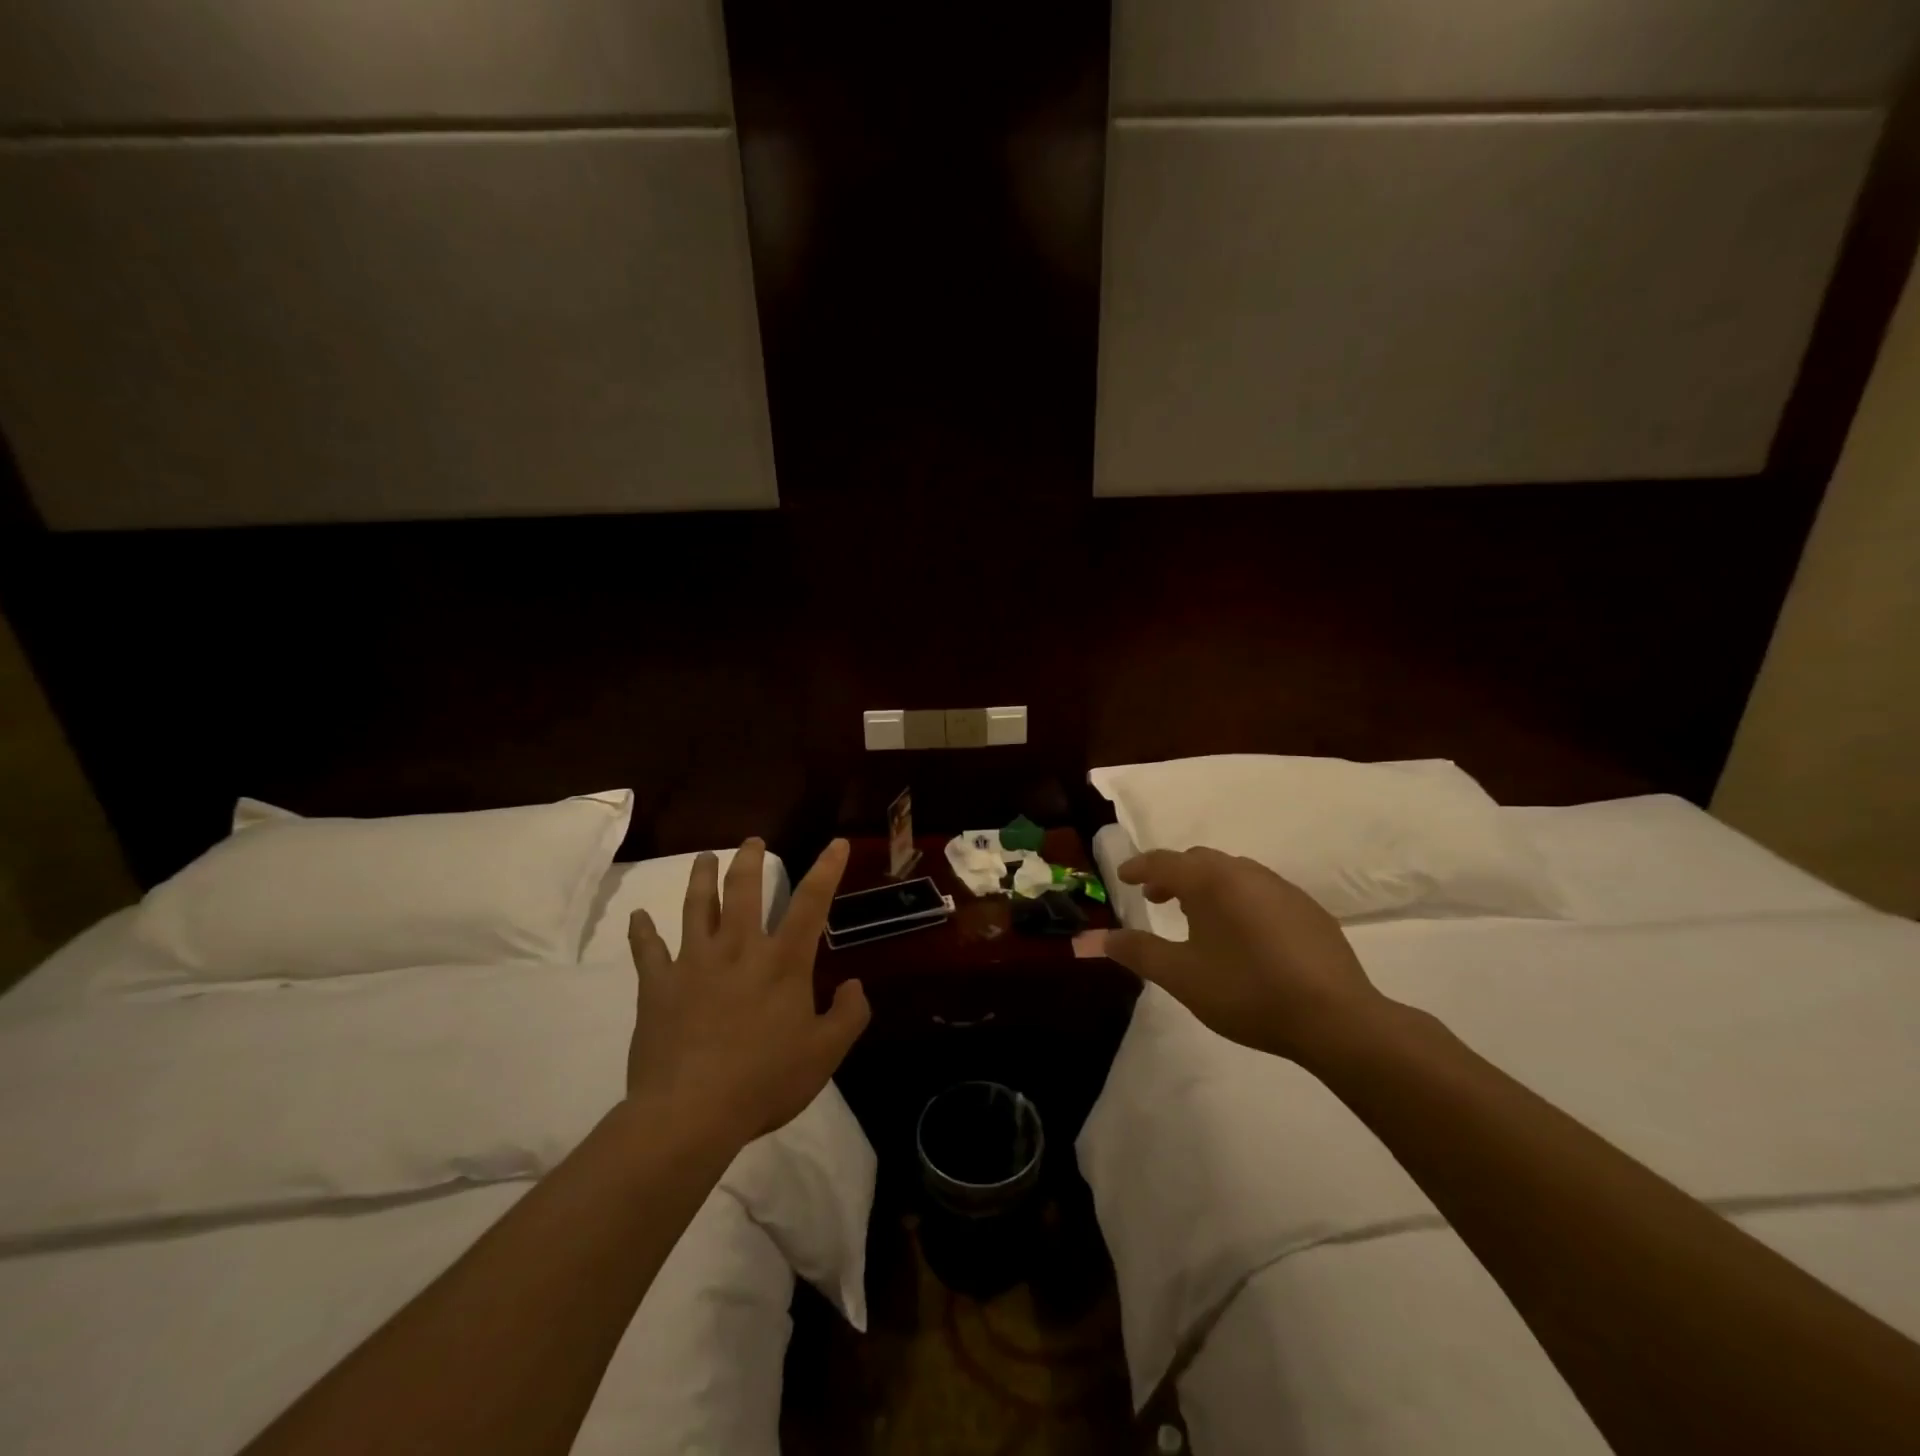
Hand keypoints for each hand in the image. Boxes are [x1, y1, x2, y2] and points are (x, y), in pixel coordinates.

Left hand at [625, 838, 868, 1144]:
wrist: (691, 1113)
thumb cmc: (765, 1081)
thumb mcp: (825, 1054)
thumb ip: (849, 1015)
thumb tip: (855, 984)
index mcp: (782, 961)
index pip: (812, 903)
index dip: (827, 869)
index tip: (837, 843)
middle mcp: (738, 949)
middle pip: (743, 890)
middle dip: (750, 860)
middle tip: (752, 841)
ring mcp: (694, 963)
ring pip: (696, 907)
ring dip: (700, 878)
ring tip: (703, 858)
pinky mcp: (658, 986)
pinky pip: (647, 951)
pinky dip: (642, 932)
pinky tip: (638, 917)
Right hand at [1106, 846, 1388, 1068]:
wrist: (1336, 1018)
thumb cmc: (1247, 992)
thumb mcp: (1182, 977)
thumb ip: (1139, 952)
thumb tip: (1101, 938)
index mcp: (1211, 881)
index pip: (1164, 862)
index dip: (1139, 867)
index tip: (1123, 877)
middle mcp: (1246, 873)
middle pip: (1199, 861)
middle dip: (1172, 875)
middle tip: (1156, 898)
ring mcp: (1282, 889)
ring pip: (1232, 873)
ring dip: (1207, 886)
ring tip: (1197, 917)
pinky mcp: (1309, 910)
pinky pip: (1261, 891)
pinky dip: (1238, 899)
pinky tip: (1243, 935)